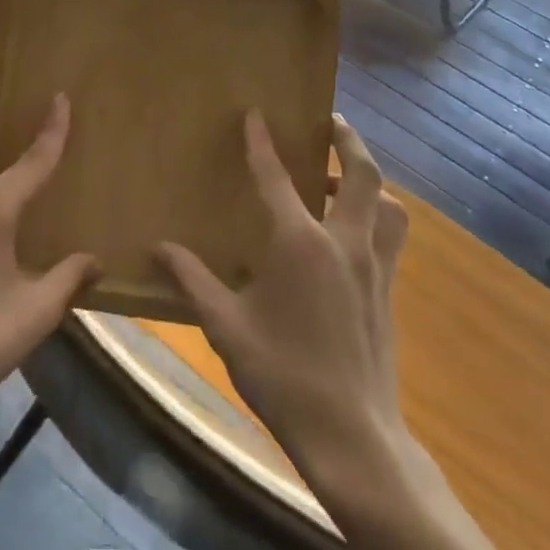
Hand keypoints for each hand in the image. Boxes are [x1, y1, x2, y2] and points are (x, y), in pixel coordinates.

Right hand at [156, 112, 409, 488]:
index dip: (262, 142)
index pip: (276, 177)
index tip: (255, 113)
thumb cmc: (283, 375)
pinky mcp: (388, 290)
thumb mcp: (226, 326)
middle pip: (361, 174)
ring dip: (371, 180)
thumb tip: (158, 248)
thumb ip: (193, 281)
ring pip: (388, 204)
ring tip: (346, 177)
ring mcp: (373, 266)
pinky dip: (379, 215)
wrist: (352, 436)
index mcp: (300, 243)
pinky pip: (391, 236)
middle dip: (347, 140)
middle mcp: (343, 242)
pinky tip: (355, 232)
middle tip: (331, 122)